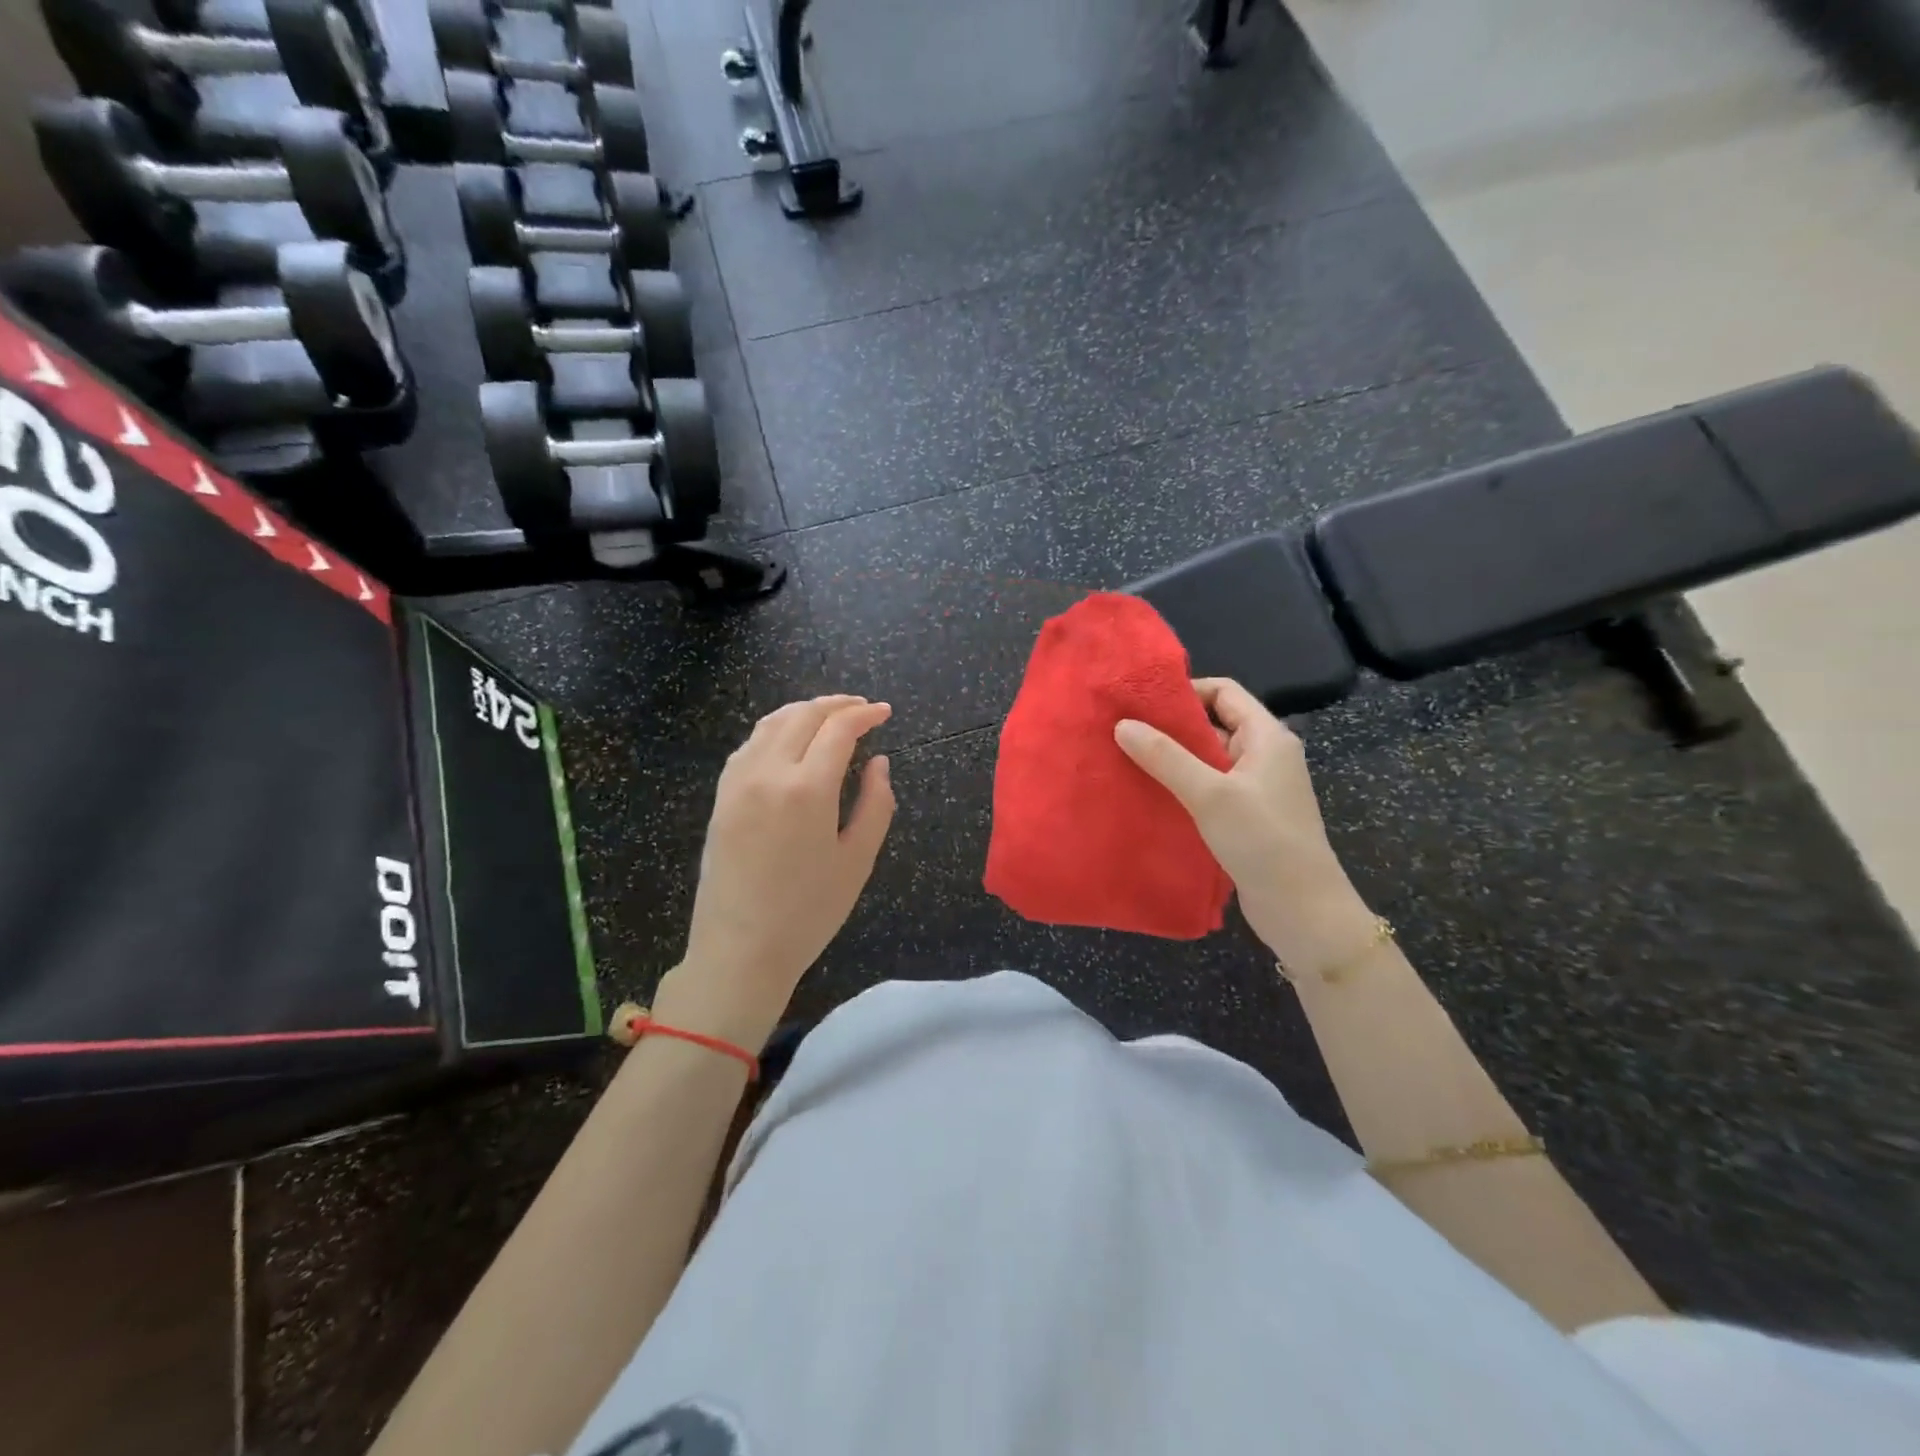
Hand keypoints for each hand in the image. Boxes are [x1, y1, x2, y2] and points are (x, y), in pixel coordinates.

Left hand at [659, 695, 894, 1051]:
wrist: (740, 949)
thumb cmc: (809, 912)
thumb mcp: (858, 860)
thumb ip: (876, 804)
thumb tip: (879, 762)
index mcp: (807, 789)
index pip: (838, 729)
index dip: (865, 714)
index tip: (885, 712)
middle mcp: (768, 772)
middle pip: (803, 715)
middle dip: (837, 705)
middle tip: (862, 709)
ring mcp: (738, 782)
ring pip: (771, 723)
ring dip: (804, 711)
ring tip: (829, 717)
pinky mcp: (722, 796)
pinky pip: (750, 744)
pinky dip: (775, 729)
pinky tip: (789, 741)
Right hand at [1114, 679, 1373, 971]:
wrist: (1303, 910)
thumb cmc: (1263, 841)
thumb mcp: (1211, 794)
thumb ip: (1166, 757)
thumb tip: (1123, 724)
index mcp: (1267, 736)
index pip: (1224, 691)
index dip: (1185, 690)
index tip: (1142, 703)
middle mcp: (1263, 755)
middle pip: (1213, 723)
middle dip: (1170, 726)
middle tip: (1124, 731)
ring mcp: (1256, 787)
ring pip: (1207, 758)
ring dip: (1172, 758)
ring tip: (1127, 760)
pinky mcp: (1246, 816)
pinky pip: (1209, 787)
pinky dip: (1181, 785)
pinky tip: (1149, 793)